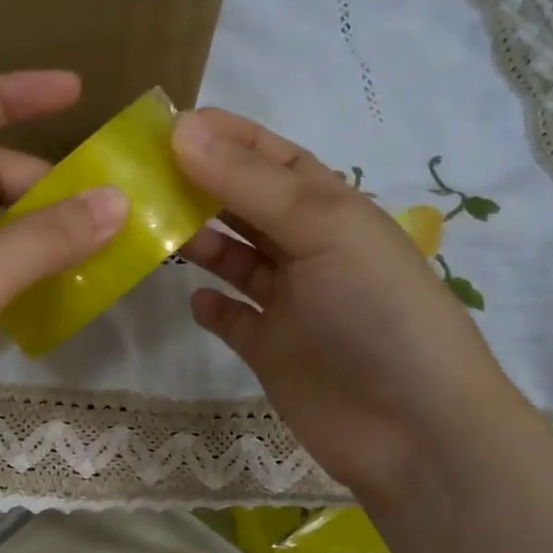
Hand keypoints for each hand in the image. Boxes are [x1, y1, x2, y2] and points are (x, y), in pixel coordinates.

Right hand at [172, 108, 530, 503]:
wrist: (410, 427)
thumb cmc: (375, 312)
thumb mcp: (321, 229)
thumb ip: (249, 183)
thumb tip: (181, 131)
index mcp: (331, 210)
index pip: (273, 159)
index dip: (227, 138)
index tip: (168, 126)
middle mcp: (308, 250)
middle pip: (246, 206)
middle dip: (201, 187)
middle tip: (142, 178)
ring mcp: (289, 303)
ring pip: (235, 259)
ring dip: (199, 243)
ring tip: (154, 231)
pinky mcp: (271, 350)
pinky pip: (233, 318)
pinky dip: (212, 306)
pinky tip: (194, 298)